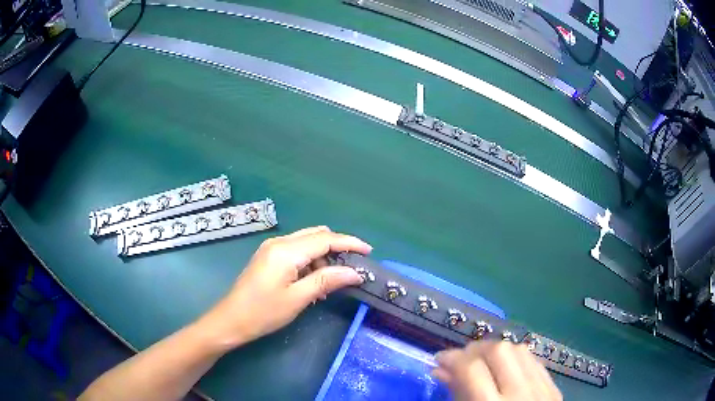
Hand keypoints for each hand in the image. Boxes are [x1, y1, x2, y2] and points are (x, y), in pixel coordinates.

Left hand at [198, 226, 371, 349]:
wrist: (231, 320)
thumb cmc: (263, 312)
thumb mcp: (297, 299)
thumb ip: (326, 280)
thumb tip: (355, 272)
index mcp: (286, 251)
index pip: (325, 239)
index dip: (349, 242)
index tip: (368, 251)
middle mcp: (279, 243)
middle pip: (316, 235)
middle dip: (337, 247)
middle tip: (353, 267)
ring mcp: (271, 248)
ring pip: (306, 242)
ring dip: (323, 257)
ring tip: (332, 282)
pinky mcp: (268, 257)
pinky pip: (296, 251)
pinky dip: (310, 261)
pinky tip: (314, 282)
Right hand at [433, 341, 561, 400]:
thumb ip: (457, 395)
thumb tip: (440, 369)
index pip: (472, 369)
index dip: (452, 358)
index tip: (440, 360)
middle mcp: (521, 394)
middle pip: (499, 351)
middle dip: (476, 350)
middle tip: (462, 360)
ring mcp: (543, 389)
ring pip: (519, 350)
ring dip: (497, 351)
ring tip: (483, 362)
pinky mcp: (554, 388)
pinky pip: (534, 361)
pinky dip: (516, 359)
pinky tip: (505, 369)